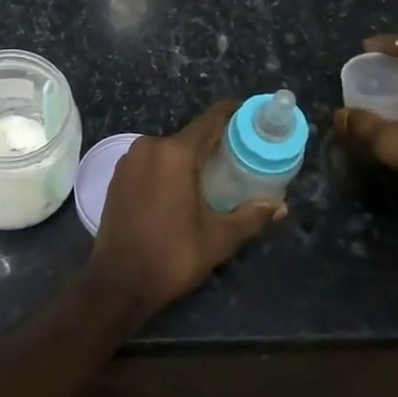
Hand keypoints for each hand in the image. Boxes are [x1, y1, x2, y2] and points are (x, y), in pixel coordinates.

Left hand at [89, 101, 285, 316]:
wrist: (117, 282)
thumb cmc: (172, 256)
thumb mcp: (218, 239)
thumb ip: (251, 217)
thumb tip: (280, 207)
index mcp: (175, 153)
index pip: (210, 120)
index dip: (233, 114)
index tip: (252, 116)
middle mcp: (149, 146)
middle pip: (190, 136)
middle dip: (214, 144)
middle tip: (239, 158)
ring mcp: (129, 160)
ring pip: (169, 150)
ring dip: (189, 158)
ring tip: (212, 177)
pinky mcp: (117, 176)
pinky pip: (151, 162)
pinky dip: (168, 169)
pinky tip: (180, 189)